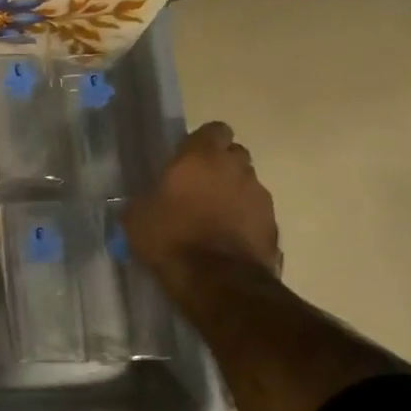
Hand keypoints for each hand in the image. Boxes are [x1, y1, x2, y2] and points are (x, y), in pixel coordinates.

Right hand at [126, 122, 280, 287]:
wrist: (216, 280)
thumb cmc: (170, 237)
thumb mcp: (137, 216)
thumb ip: (146, 198)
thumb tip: (147, 201)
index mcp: (201, 156)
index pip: (214, 130)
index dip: (202, 142)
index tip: (186, 158)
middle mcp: (236, 168)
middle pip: (234, 155)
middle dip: (220, 166)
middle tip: (197, 187)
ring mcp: (260, 196)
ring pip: (247, 184)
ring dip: (232, 193)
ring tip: (212, 217)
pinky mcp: (273, 225)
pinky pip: (255, 213)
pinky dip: (244, 220)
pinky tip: (226, 239)